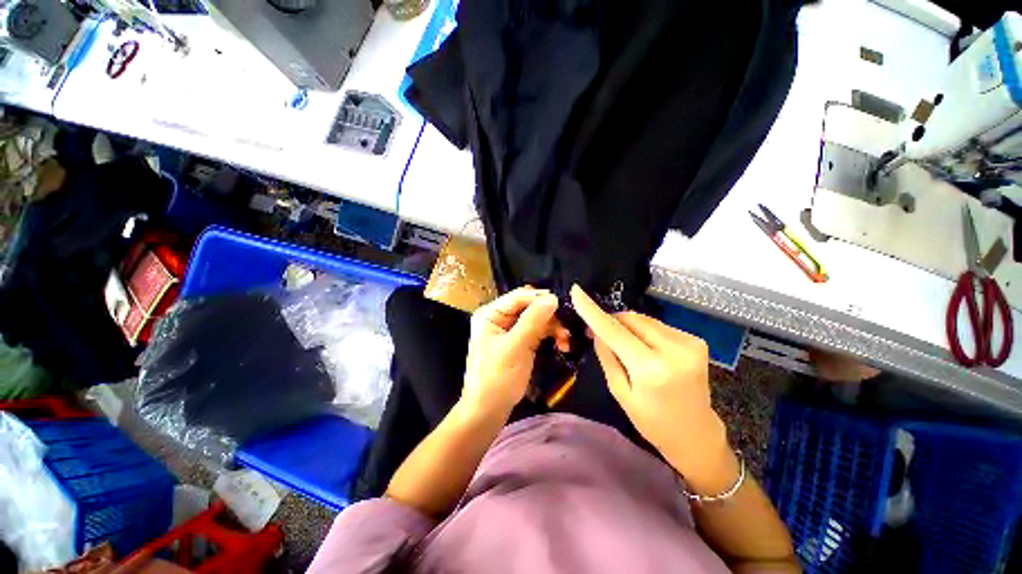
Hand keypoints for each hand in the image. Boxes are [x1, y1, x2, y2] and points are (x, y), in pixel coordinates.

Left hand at [461, 287, 565, 420]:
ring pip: (536, 319)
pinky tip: (562, 345)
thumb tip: (552, 298)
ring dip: (553, 327)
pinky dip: (550, 336)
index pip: (519, 297)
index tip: (564, 304)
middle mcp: (499, 318)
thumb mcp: (515, 347)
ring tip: (566, 340)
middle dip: (550, 316)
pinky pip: (537, 332)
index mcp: (491, 314)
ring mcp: (509, 331)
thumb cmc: (497, 378)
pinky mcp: (518, 342)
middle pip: (529, 307)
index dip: (541, 298)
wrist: (488, 412)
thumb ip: (533, 320)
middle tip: (568, 327)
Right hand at [570, 285, 729, 477]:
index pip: (614, 331)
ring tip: (623, 345)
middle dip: (611, 321)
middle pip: (630, 319)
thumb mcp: (619, 391)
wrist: (696, 434)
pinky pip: (657, 326)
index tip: (576, 291)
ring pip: (643, 320)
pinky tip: (644, 347)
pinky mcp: (696, 340)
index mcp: (651, 369)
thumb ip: (607, 355)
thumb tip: (596, 328)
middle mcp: (674, 350)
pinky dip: (643, 331)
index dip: (593, 310)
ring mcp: (689, 343)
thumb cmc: (652, 421)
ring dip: (627, 326)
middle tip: (596, 331)